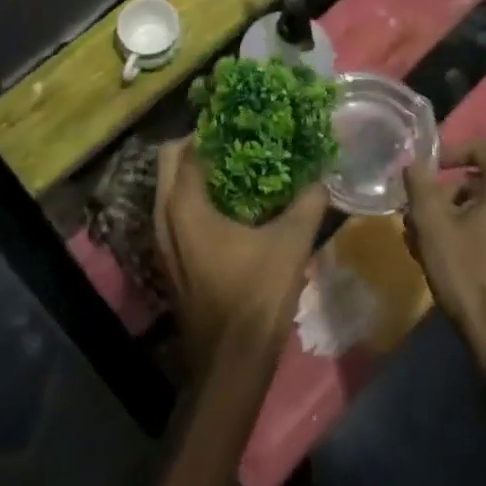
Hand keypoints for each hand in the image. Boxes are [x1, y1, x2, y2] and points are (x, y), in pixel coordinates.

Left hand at [155, 141, 326, 372]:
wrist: (230, 366)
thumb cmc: (255, 298)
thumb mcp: (290, 244)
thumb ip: (308, 203)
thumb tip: (322, 175)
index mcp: (184, 205)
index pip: (188, 148)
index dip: (212, 129)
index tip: (241, 120)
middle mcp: (164, 216)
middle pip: (171, 162)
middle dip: (199, 145)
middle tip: (236, 140)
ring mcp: (162, 241)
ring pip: (169, 188)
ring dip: (195, 172)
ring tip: (236, 168)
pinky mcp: (169, 260)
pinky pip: (174, 212)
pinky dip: (193, 198)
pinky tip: (230, 206)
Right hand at [402, 139, 485, 358]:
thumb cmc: (466, 270)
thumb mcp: (431, 223)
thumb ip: (419, 183)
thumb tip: (413, 161)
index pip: (482, 148)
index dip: (451, 152)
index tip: (428, 171)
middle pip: (484, 181)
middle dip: (450, 194)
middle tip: (421, 214)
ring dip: (462, 215)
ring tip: (431, 240)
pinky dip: (482, 232)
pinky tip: (456, 255)